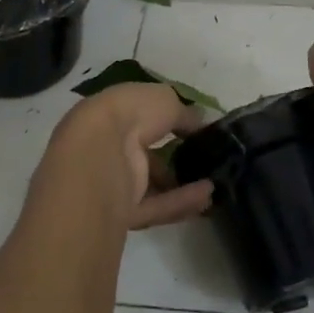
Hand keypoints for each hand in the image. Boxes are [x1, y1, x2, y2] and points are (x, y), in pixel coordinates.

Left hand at [39, 82, 213, 229]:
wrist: (99, 155)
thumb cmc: (131, 114)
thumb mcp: (166, 100)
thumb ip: (185, 113)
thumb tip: (202, 122)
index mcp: (113, 113)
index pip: (141, 117)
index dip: (165, 121)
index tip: (192, 129)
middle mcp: (109, 146)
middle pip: (145, 154)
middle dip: (173, 157)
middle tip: (204, 159)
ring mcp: (114, 181)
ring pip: (152, 184)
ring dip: (181, 183)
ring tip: (214, 181)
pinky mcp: (122, 212)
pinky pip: (157, 206)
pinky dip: (181, 201)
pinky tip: (207, 196)